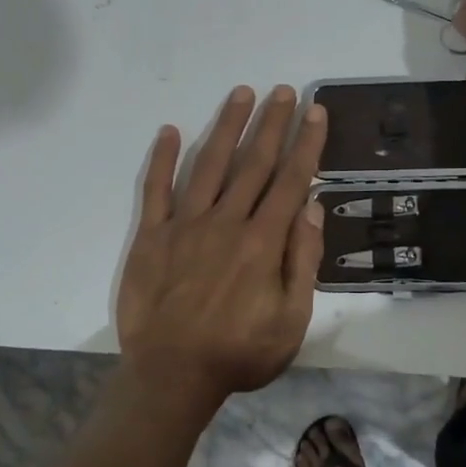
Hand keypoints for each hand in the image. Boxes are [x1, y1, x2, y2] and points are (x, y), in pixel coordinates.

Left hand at [116, 85, 328, 405]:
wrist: (171, 376)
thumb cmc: (239, 352)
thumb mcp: (291, 320)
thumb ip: (302, 261)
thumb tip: (311, 206)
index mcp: (263, 241)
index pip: (290, 180)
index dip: (306, 143)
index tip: (314, 111)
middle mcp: (226, 221)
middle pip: (253, 162)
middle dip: (271, 123)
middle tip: (283, 90)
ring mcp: (185, 224)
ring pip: (210, 164)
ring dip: (226, 126)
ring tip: (241, 93)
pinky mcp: (151, 235)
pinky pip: (156, 189)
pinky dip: (163, 159)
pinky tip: (171, 130)